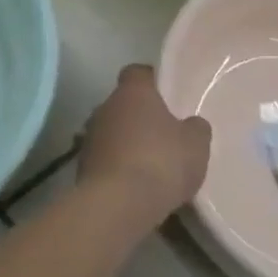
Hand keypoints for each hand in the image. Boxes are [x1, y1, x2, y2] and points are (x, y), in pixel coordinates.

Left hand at [79, 65, 211, 225]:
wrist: (118, 204)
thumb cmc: (161, 162)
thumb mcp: (196, 145)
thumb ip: (195, 128)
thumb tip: (191, 124)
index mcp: (132, 92)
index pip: (137, 72)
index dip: (151, 81)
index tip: (166, 95)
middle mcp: (105, 106)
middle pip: (123, 104)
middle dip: (139, 116)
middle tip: (162, 135)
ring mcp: (89, 136)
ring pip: (111, 131)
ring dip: (126, 142)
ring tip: (149, 165)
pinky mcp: (81, 165)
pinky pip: (104, 158)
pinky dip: (116, 166)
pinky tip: (133, 185)